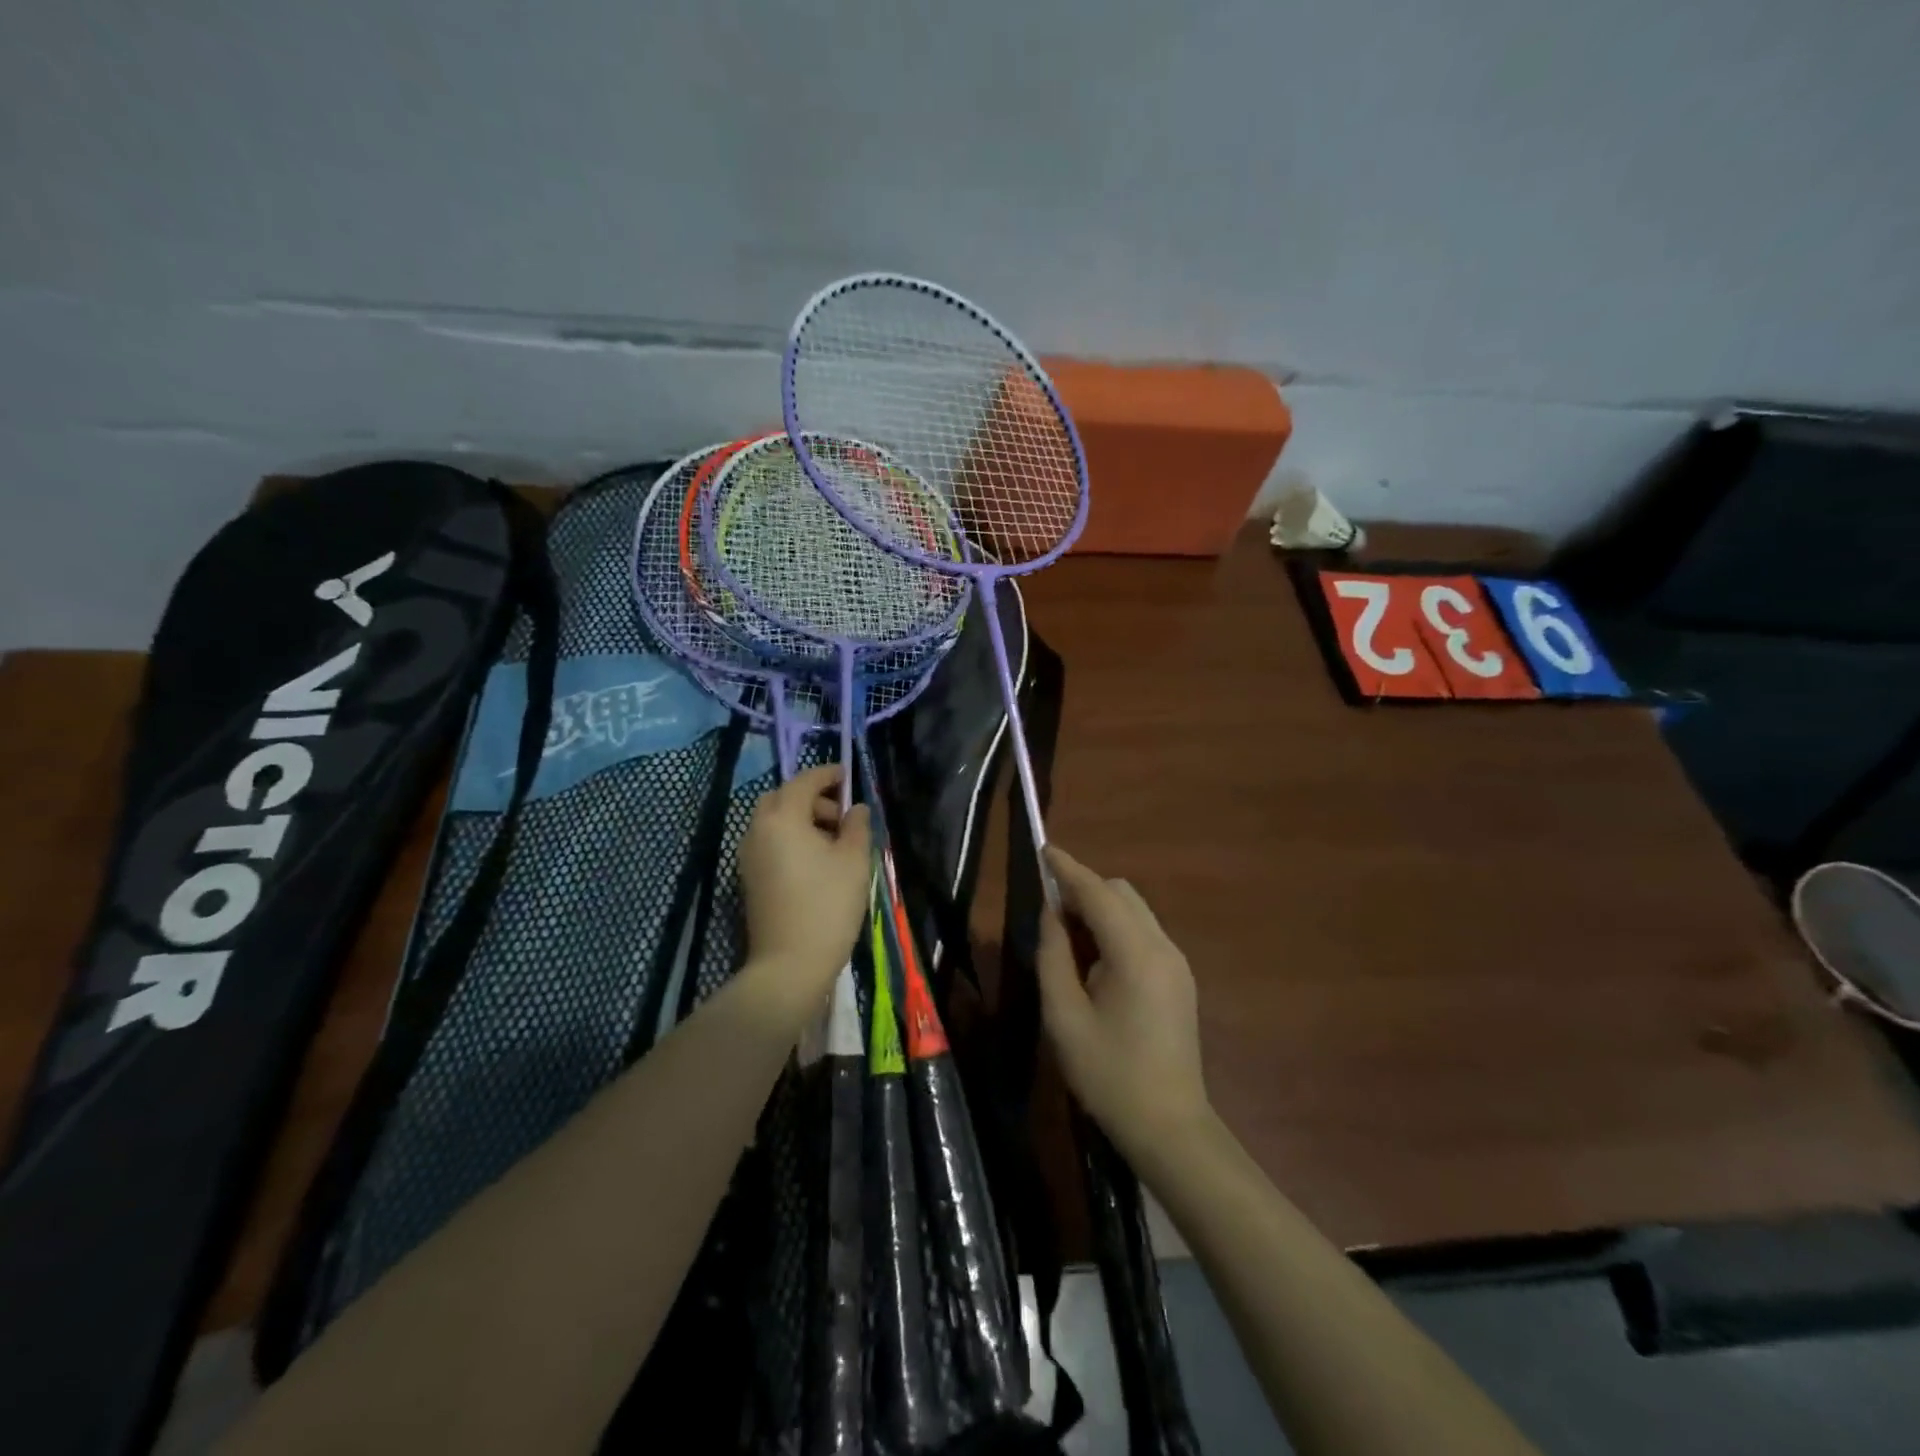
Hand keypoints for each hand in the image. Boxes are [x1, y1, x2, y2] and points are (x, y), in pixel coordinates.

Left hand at [739, 765, 871, 999]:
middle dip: (811, 798)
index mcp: (783, 818)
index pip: (804, 782)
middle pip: (782, 798)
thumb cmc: (827, 905)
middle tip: (840, 815)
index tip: (847, 775)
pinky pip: (769, 842)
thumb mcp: (853, 861)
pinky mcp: (749, 878)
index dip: (827, 774)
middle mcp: (758, 830)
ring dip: (801, 819)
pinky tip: (815, 862)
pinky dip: (790, 838)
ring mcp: (749, 856)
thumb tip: (856, 809)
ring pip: (773, 821)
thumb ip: (857, 827)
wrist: (789, 964)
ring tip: (833, 842)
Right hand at [1037, 846, 1210, 1161]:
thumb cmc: (1108, 1074)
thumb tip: (1052, 915)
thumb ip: (1054, 955)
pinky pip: (1144, 933)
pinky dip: (1117, 928)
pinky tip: (1096, 960)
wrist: (1169, 1127)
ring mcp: (1177, 962)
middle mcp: (1163, 947)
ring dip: (1101, 908)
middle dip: (1084, 888)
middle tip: (1049, 912)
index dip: (1068, 869)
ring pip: (1135, 910)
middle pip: (1121, 893)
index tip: (1042, 849)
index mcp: (1135, 954)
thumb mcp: (1064, 1016)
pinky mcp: (1180, 979)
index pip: (1098, 892)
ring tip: (1069, 938)